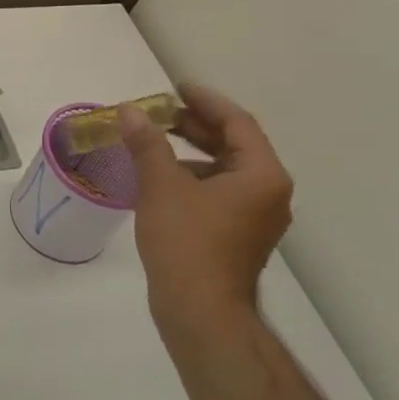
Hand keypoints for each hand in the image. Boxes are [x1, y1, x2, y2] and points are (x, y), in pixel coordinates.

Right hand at [117, 84, 293, 332]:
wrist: (200, 311)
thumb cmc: (186, 242)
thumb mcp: (161, 185)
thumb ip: (147, 143)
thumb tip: (130, 111)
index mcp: (262, 175)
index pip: (237, 122)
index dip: (205, 101)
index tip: (175, 88)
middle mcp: (268, 192)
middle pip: (234, 144)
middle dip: (195, 125)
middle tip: (159, 113)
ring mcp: (256, 217)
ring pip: (225, 170)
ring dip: (192, 152)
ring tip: (154, 143)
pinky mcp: (239, 235)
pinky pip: (220, 192)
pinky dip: (194, 177)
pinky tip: (162, 179)